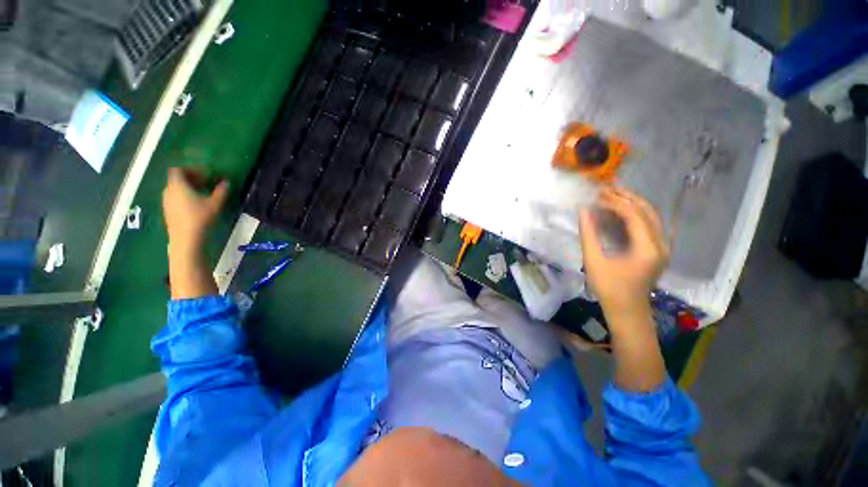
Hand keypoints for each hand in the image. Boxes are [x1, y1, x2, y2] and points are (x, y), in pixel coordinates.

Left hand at [162, 167, 228, 255]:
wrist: (186, 239)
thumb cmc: (200, 218)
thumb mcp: (215, 203)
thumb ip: (221, 191)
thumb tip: (226, 182)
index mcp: (177, 185)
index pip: (178, 169)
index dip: (190, 169)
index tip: (204, 173)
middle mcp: (168, 190)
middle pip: (177, 179)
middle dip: (191, 178)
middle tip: (206, 182)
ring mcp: (166, 202)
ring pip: (176, 189)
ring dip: (188, 188)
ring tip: (203, 193)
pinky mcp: (168, 211)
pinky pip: (175, 198)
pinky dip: (184, 196)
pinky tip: (196, 204)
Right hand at [579, 186, 668, 323]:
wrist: (627, 311)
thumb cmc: (609, 289)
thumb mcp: (594, 261)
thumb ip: (588, 234)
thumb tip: (583, 211)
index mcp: (647, 248)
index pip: (634, 215)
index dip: (615, 202)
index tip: (596, 196)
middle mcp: (660, 244)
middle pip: (647, 211)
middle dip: (626, 197)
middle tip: (605, 189)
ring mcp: (661, 247)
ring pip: (651, 216)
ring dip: (632, 203)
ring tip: (612, 195)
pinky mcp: (657, 251)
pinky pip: (649, 225)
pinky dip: (635, 214)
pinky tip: (621, 211)